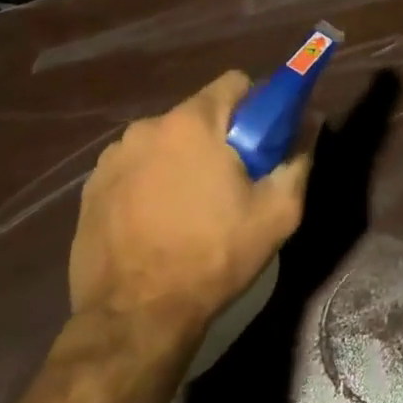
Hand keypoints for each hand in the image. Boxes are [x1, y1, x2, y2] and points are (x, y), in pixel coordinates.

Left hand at [70, 72, 310, 332]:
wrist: (134, 318)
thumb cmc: (213, 257)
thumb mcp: (277, 213)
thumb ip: (298, 159)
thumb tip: (312, 122)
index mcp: (192, 123)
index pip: (234, 83)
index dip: (256, 105)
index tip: (263, 139)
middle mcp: (147, 127)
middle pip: (198, 115)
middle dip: (219, 138)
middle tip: (233, 183)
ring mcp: (112, 158)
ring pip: (165, 142)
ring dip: (182, 160)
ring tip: (192, 209)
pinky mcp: (91, 188)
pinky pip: (135, 168)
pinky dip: (151, 182)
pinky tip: (157, 223)